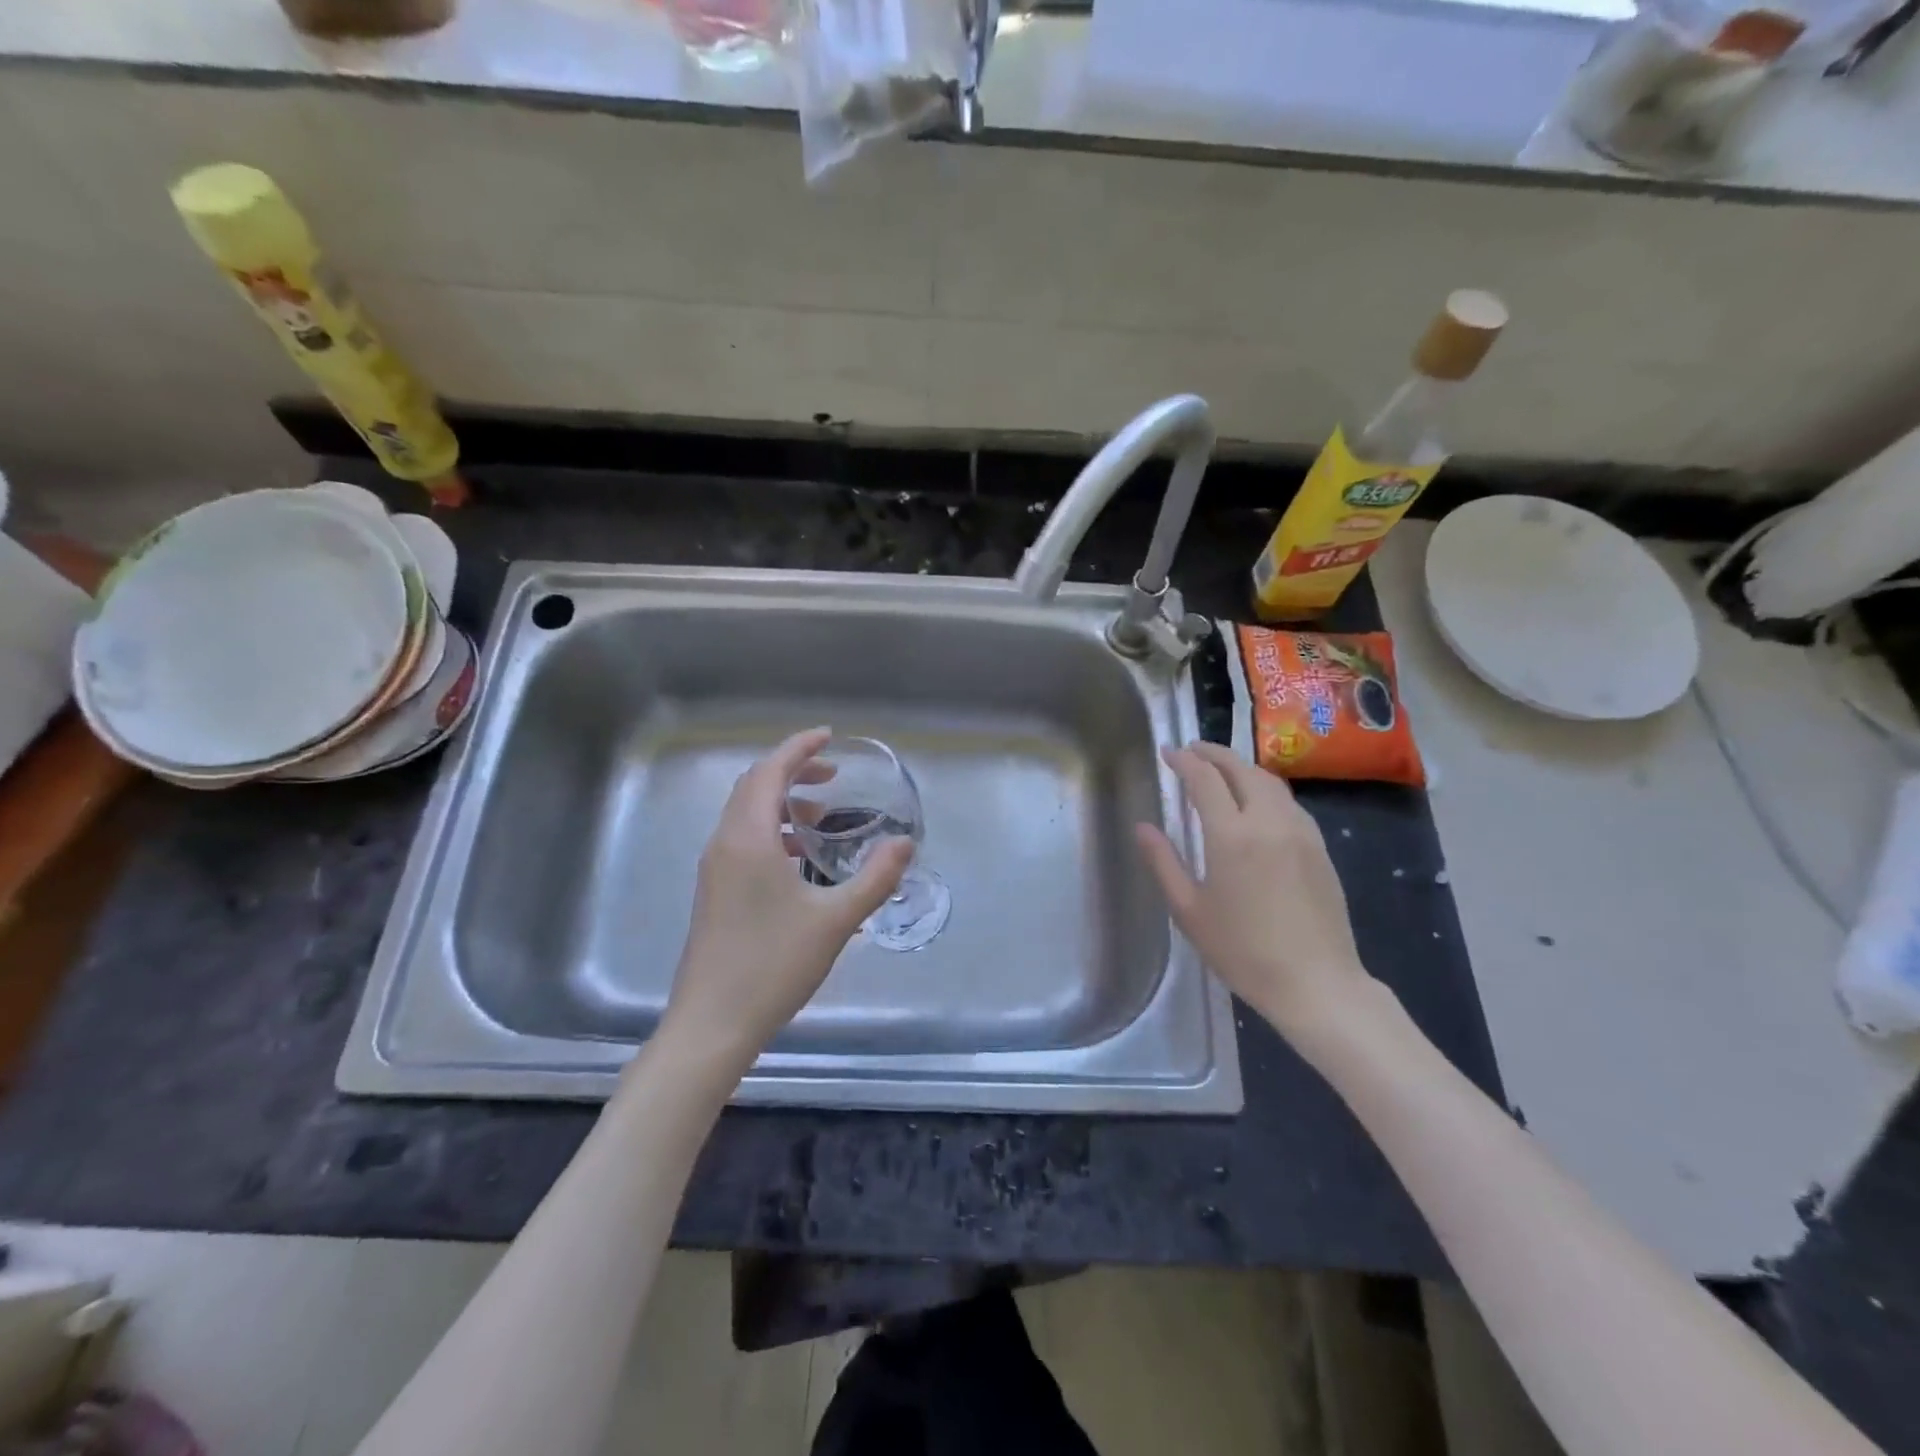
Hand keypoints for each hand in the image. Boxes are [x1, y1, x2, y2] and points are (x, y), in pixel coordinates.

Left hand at [661, 728, 912, 1073]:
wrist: (713, 1024)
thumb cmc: (774, 965)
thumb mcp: (836, 920)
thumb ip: (874, 877)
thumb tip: (904, 844)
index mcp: (748, 838)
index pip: (769, 771)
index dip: (799, 748)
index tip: (829, 737)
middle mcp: (724, 844)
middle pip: (753, 786)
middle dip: (791, 771)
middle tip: (831, 774)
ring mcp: (714, 869)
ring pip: (745, 814)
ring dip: (781, 803)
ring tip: (822, 817)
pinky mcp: (714, 892)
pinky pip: (741, 840)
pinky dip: (771, 830)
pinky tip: (799, 860)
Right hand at [1134, 743, 1376, 1044]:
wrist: (1316, 983)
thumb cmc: (1242, 951)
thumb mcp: (1189, 910)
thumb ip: (1163, 862)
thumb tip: (1142, 827)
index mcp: (1231, 835)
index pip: (1205, 779)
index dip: (1184, 760)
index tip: (1167, 752)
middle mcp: (1268, 821)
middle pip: (1241, 769)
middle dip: (1213, 753)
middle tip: (1191, 750)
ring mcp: (1300, 831)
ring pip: (1269, 781)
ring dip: (1241, 767)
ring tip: (1221, 770)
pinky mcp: (1319, 847)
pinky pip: (1288, 802)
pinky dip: (1265, 788)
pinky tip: (1256, 802)